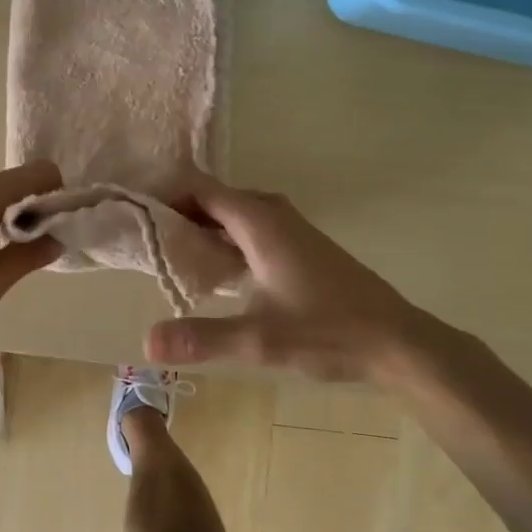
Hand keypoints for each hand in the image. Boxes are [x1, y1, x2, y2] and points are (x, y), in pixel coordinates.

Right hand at [146, 173, 428, 384]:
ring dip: (200, 228)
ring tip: (169, 257)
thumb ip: (202, 338)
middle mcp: (270, 212)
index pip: (198, 187)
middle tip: (144, 243)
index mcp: (258, 220)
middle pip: (211, 198)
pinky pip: (247, 227)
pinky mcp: (297, 244)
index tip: (134, 215)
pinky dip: (222, 239)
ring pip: (230, 214)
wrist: (397, 341)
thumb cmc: (329, 332)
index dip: (164, 194)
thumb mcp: (260, 340)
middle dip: (177, 215)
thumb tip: (146, 344)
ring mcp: (287, 226)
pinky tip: (212, 273)